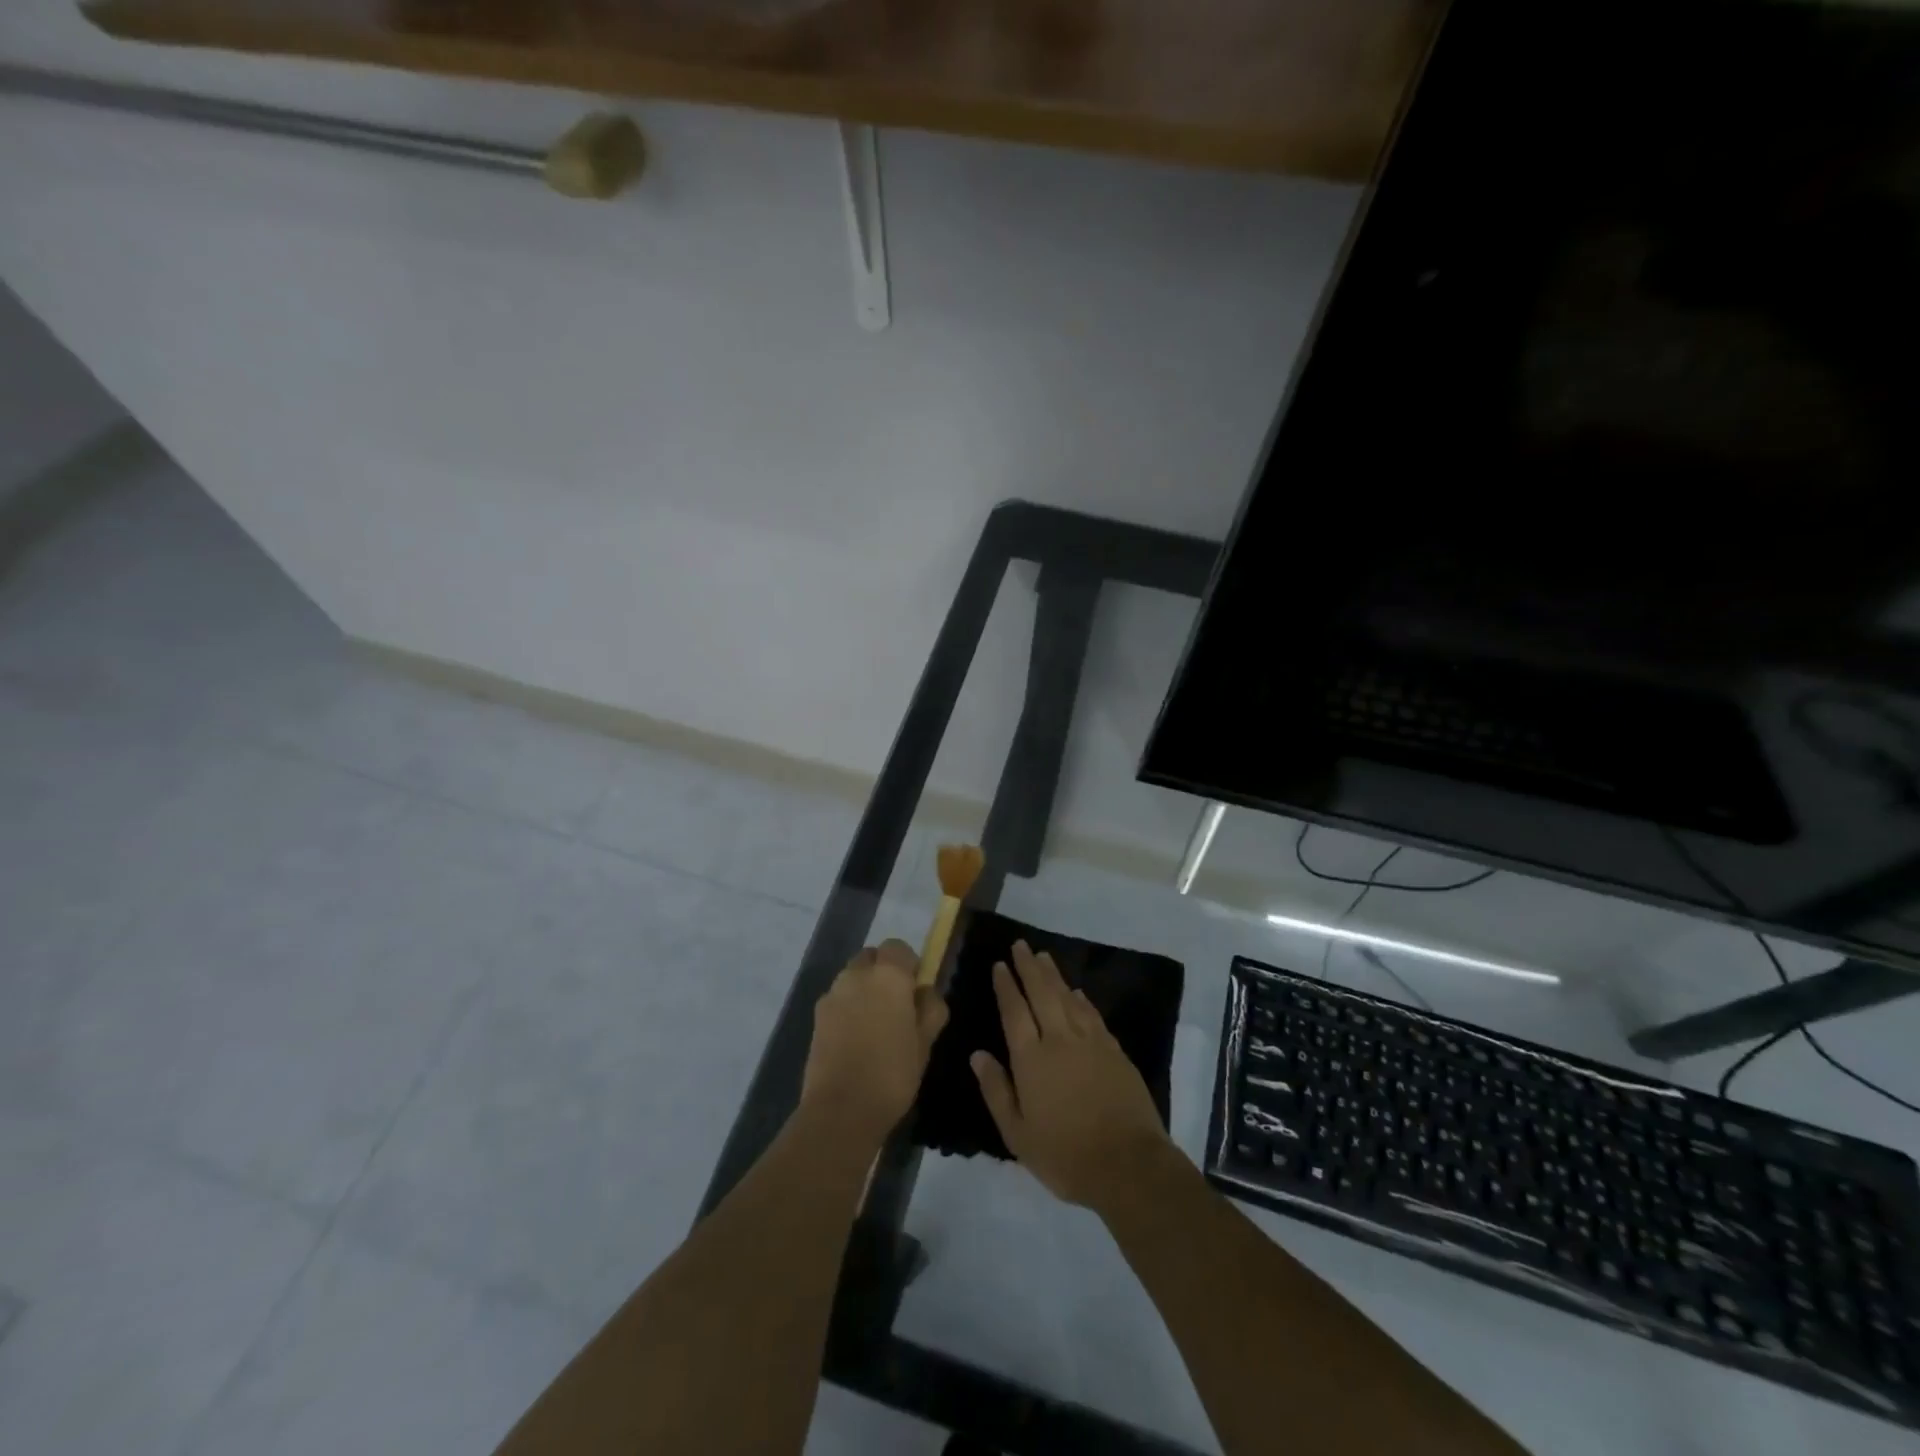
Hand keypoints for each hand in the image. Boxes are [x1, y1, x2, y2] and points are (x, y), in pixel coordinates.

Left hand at [801, 940, 948, 1145]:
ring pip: (851, 978)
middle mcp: (857, 975)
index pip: (898, 948)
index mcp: (888, 975)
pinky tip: (855, 1040)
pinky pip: (837, 1000)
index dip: (908, 964)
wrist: (841, 1109)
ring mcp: (832, 995)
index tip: (916, 990)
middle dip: (883, 972)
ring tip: (874, 1026)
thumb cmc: (892, 1073)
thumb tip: (926, 992)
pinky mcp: (816, 1017)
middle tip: (896, 1005)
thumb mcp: (925, 1043)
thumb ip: (931, 1009)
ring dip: (863, 990)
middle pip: (871, 958)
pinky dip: (847, 1009)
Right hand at [971, 941, 1173, 1211]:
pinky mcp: (1114, 1050)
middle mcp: (1059, 1040)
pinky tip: (1077, 992)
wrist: (1128, 1164)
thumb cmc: (1065, 1155)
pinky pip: (1092, 1014)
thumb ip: (996, 1090)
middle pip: (1041, 993)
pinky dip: (1081, 999)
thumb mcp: (1018, 1134)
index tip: (999, 965)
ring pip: (1068, 998)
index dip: (1006, 986)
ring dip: (1054, 975)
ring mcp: (1090, 1042)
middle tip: (1020, 945)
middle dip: (1028, 967)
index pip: (1014, 1012)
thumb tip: (978, 1054)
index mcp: (1031, 1059)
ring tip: (1043, 957)